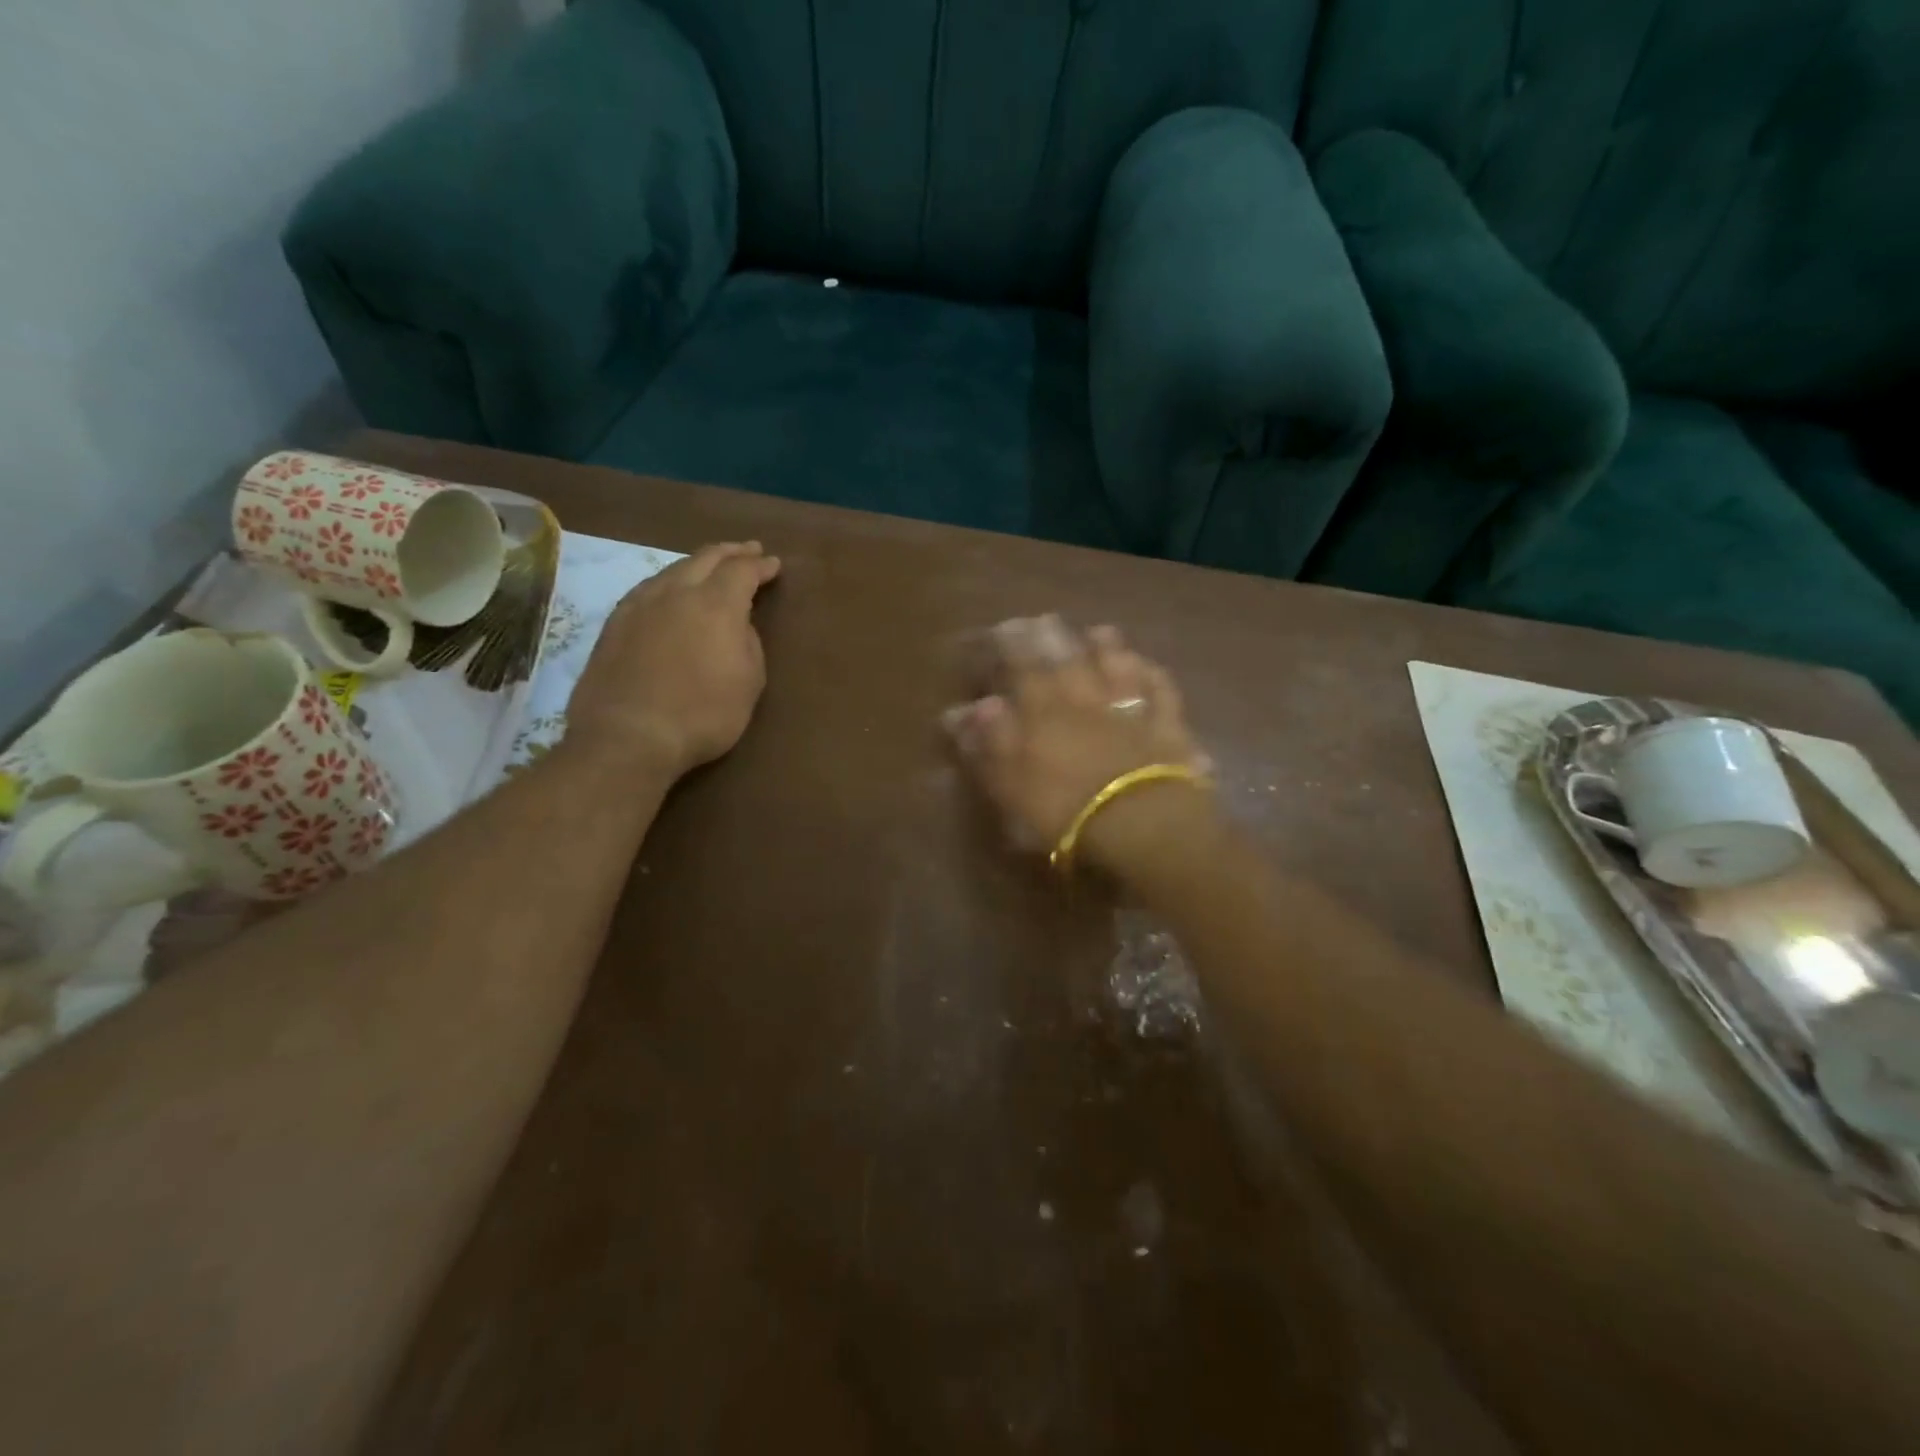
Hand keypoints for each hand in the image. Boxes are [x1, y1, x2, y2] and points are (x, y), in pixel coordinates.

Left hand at [566, 541, 780, 776]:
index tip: (773, 565)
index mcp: (716, 604)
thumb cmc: (704, 714)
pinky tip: (671, 592)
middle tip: (749, 550)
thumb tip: (737, 625)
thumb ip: (748, 642)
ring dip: (698, 564)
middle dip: (731, 552)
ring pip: (674, 569)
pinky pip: (649, 588)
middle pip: (706, 558)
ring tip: (711, 568)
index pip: (742, 571)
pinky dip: (670, 582)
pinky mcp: (615, 623)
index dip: (760, 566)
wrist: (629, 736)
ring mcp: (640, 604)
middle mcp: (677, 592)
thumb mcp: (749, 682)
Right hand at [943, 615, 1212, 863]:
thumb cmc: (1066, 812)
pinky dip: (1154, 676)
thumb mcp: (1010, 785)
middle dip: (1053, 637)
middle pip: (1069, 659)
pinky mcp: (1169, 728)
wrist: (1143, 825)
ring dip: (1107, 647)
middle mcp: (1086, 699)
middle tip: (1043, 620)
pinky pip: (1161, 692)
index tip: (1001, 629)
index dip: (1010, 647)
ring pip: (1118, 666)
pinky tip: (1150, 667)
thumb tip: (968, 709)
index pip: (1021, 667)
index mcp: (1043, 711)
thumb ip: (988, 744)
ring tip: (1098, 630)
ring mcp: (1131, 709)